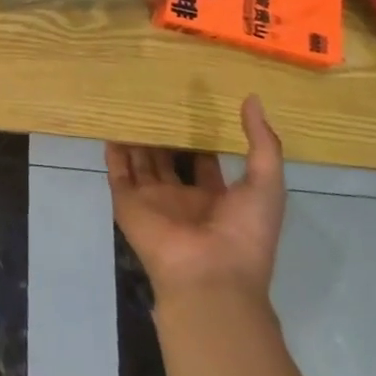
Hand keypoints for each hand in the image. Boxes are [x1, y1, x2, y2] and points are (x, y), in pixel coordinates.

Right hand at [107, 95, 285, 308]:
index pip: (205, 163)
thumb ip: (262, 144)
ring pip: (141, 162)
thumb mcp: (266, 185)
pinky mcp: (128, 202)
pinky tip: (109, 127)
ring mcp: (154, 201)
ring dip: (137, 138)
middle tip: (156, 99)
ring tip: (129, 105)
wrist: (209, 276)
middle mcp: (183, 198)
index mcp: (217, 199)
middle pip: (169, 160)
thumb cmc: (244, 233)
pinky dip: (112, 152)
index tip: (193, 107)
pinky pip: (117, 172)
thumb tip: (253, 99)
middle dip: (164, 134)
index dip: (201, 138)